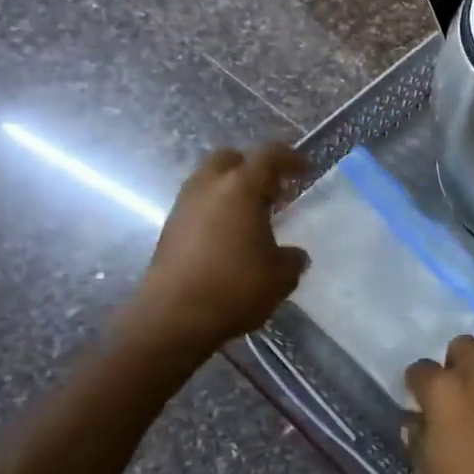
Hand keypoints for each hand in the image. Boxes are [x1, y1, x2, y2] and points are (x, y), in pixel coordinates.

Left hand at [118, 143, 308, 358]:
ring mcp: (183, 207)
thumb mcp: (281, 275)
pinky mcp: (169, 229)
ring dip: (231, 190)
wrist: (174, 318)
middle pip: (230, 158)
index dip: (289, 158)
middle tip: (272, 190)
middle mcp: (208, 187)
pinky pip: (197, 206)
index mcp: (240, 188)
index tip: (304, 169)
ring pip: (209, 180)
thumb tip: (292, 254)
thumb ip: (292, 258)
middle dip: (252, 167)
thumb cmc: (236, 287)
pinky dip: (215, 210)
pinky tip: (229, 238)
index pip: (268, 155)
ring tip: (251, 216)